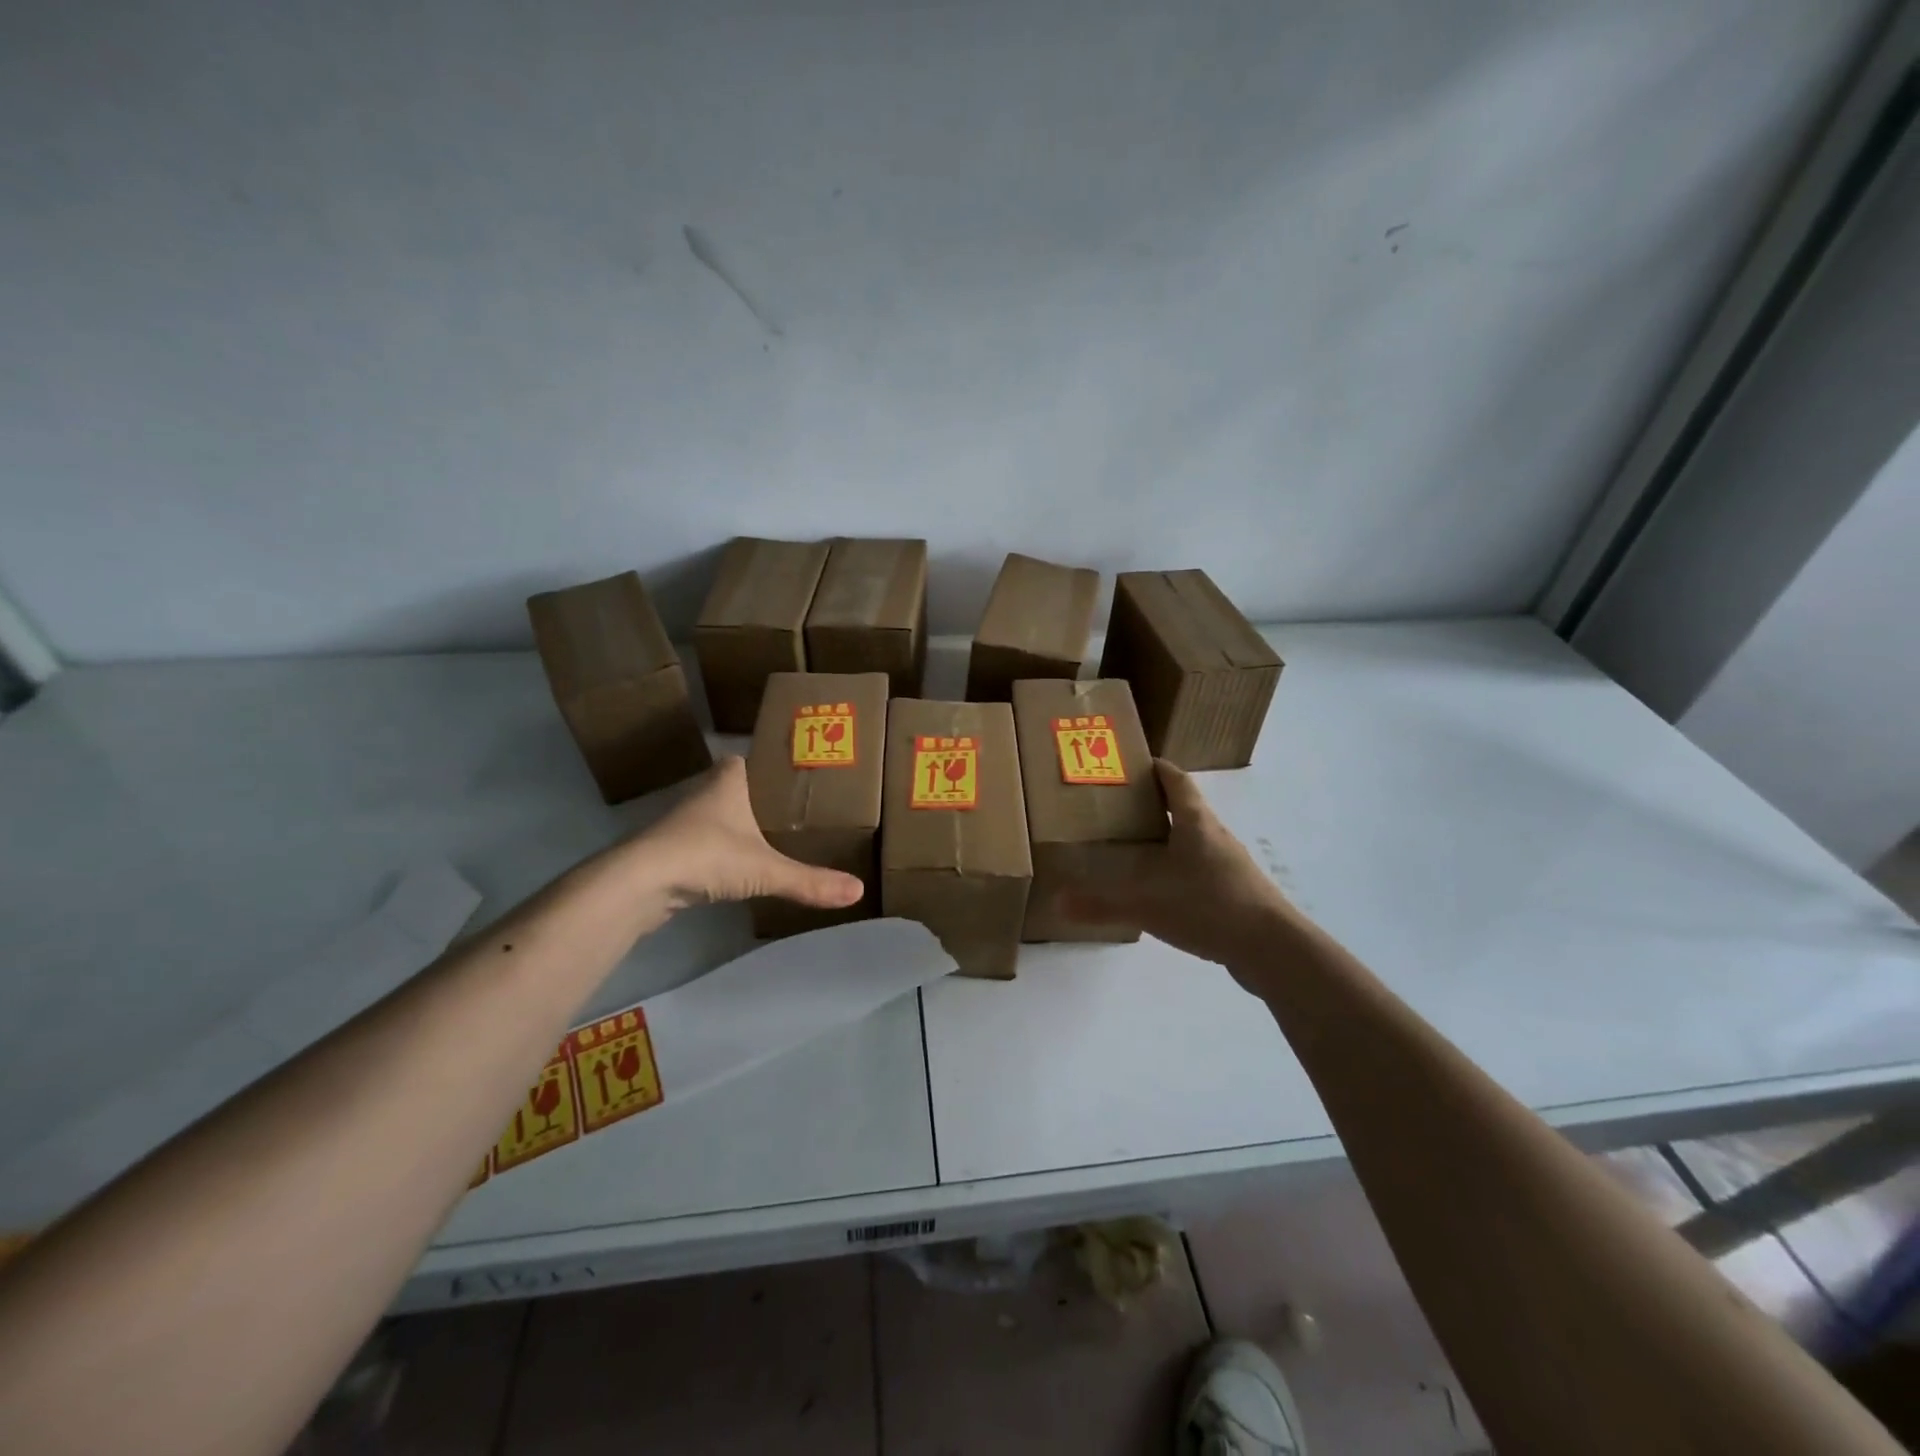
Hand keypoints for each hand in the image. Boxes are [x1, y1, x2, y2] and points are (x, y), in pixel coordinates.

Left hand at [634, 757, 866, 912]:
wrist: (640, 882)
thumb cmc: (706, 854)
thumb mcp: (766, 869)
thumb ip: (810, 881)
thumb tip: (859, 891)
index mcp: (729, 780)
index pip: (750, 760)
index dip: (771, 767)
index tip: (797, 780)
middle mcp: (706, 793)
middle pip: (738, 788)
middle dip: (762, 799)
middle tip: (797, 813)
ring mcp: (685, 822)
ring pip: (721, 817)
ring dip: (741, 826)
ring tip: (776, 840)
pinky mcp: (673, 851)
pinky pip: (707, 844)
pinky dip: (723, 852)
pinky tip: (740, 868)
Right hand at [1063, 760, 1292, 979]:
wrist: (1272, 948)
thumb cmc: (1209, 907)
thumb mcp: (1147, 905)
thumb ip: (1102, 904)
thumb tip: (1058, 903)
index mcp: (1195, 823)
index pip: (1176, 781)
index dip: (1157, 768)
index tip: (1135, 763)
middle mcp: (1215, 835)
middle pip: (1185, 807)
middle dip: (1155, 803)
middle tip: (1121, 807)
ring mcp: (1230, 863)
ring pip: (1196, 838)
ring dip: (1170, 836)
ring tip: (1138, 846)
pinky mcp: (1238, 890)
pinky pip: (1204, 867)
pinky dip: (1183, 867)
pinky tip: (1165, 889)